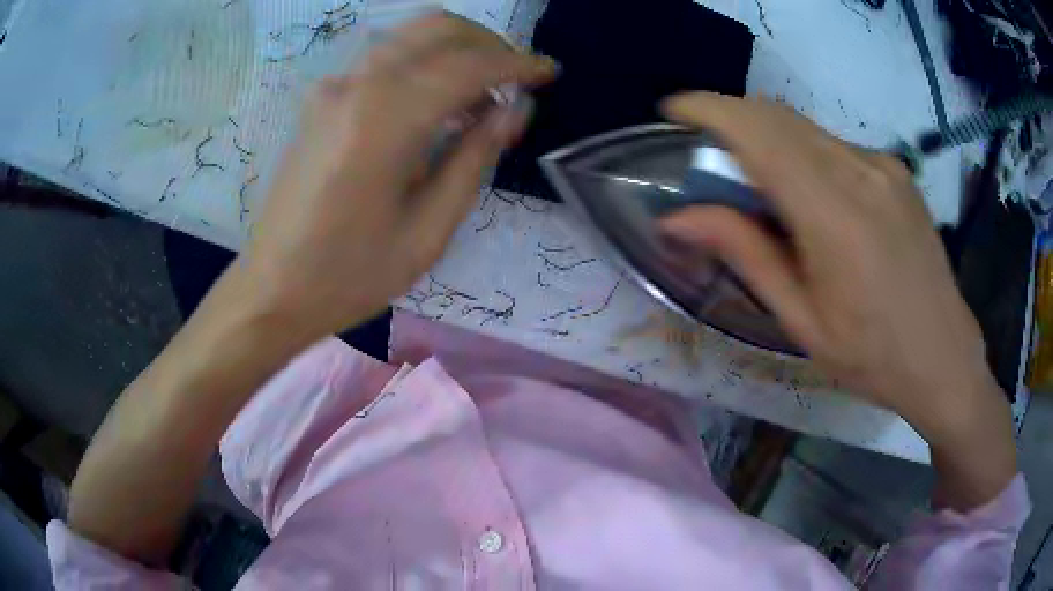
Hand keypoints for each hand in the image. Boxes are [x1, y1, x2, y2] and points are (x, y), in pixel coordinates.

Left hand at [240, 13, 555, 339]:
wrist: (272, 289)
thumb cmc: (350, 275)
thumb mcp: (428, 231)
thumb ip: (475, 158)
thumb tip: (515, 109)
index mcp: (386, 119)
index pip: (468, 65)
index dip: (517, 65)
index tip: (550, 72)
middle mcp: (357, 85)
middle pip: (437, 28)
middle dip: (488, 44)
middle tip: (514, 82)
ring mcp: (333, 88)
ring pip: (409, 36)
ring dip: (456, 50)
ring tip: (481, 96)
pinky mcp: (322, 100)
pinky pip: (385, 59)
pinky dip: (424, 63)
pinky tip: (438, 101)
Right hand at [658, 93, 1014, 507]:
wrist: (943, 355)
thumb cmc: (871, 355)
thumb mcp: (802, 320)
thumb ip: (745, 255)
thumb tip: (678, 218)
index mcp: (835, 215)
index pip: (760, 132)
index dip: (709, 110)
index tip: (674, 111)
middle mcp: (860, 171)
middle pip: (778, 117)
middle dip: (731, 120)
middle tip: (708, 158)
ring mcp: (882, 165)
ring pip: (804, 127)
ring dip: (767, 138)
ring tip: (758, 186)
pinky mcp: (895, 168)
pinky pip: (833, 143)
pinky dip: (802, 152)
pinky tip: (810, 198)